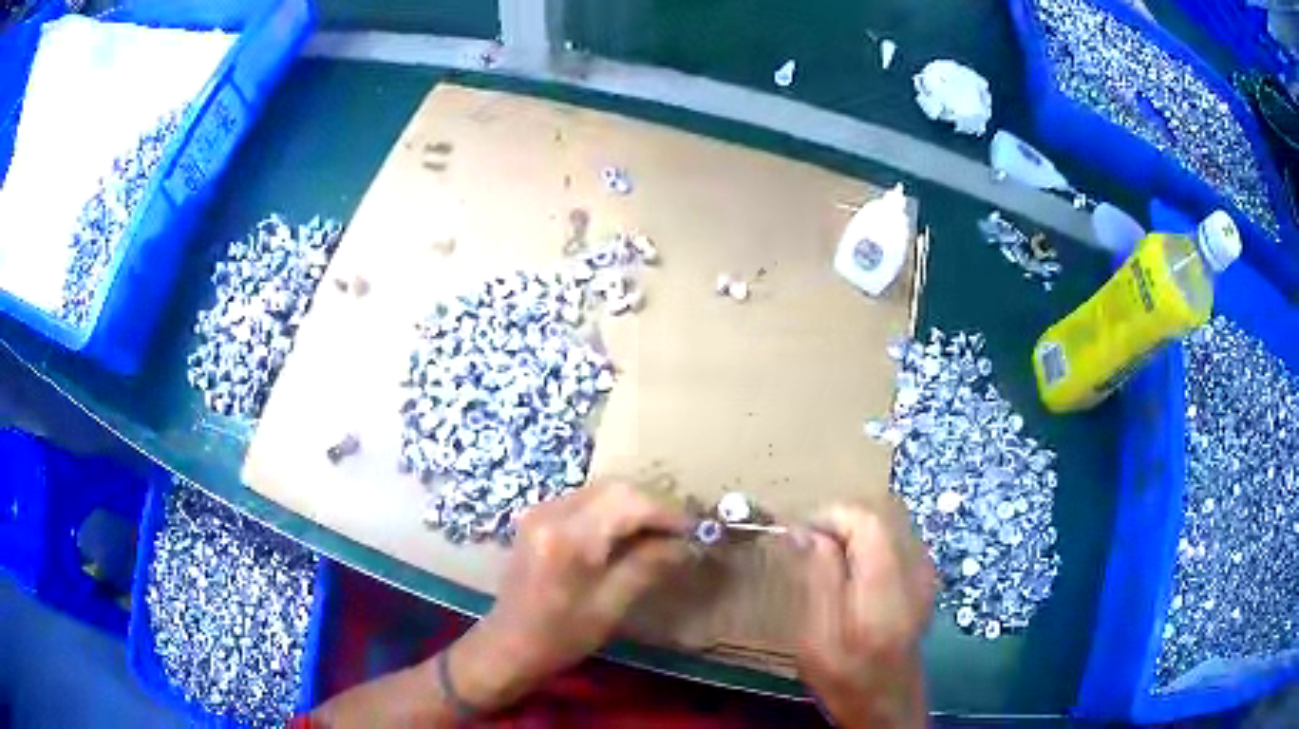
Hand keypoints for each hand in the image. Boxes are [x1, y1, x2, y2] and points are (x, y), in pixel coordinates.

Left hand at [450, 480, 692, 710]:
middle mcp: (552, 511)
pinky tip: (628, 534)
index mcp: (568, 537)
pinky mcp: (538, 517)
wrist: (509, 644)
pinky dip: (613, 510)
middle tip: (680, 531)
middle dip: (652, 504)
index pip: (629, 504)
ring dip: (634, 505)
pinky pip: (586, 501)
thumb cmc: (560, 636)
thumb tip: (685, 544)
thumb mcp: (610, 606)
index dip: (667, 513)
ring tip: (660, 533)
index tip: (696, 530)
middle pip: (615, 488)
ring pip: (601, 490)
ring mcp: (541, 510)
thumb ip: (647, 566)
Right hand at [790, 499, 935, 728]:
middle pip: (879, 516)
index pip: (865, 521)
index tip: (798, 533)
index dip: (829, 516)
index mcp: (884, 589)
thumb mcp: (817, 638)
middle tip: (807, 545)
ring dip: (854, 531)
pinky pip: (896, 541)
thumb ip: (818, 580)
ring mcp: (925, 575)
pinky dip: (870, 543)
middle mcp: (914, 572)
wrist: (888, 704)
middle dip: (840, 521)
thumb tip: (806, 532)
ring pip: (888, 525)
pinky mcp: (925, 580)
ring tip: (825, 557)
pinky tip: (852, 571)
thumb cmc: (845, 679)